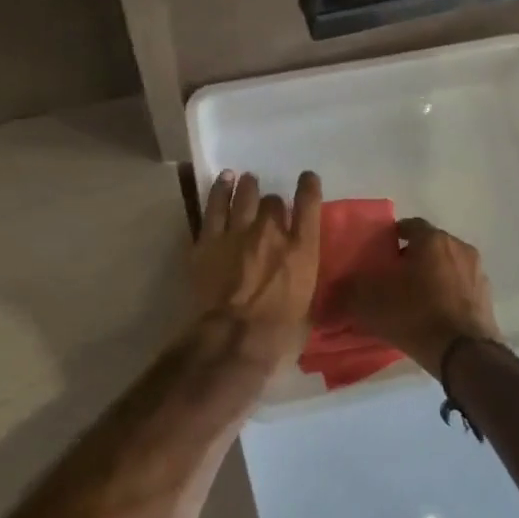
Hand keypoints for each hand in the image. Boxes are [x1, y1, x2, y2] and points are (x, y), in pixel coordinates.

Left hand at [189, 170, 322, 371]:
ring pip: (244, 196)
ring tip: (246, 180)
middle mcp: (272, 232)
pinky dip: (220, 191)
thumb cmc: (279, 333)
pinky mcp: (209, 240)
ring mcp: (238, 233)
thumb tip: (300, 276)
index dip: (308, 187)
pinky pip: (215, 207)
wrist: (234, 338)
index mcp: (302, 250)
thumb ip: (304, 280)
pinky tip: (223, 181)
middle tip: (269, 206)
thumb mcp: (307, 305)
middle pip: (273, 201)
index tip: (307, 178)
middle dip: (273, 203)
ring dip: (246, 187)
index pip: (309, 205)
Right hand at [329, 217, 500, 376]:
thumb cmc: (415, 314)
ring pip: (447, 265)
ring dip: (432, 275)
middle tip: (393, 277)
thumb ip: (347, 293)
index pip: (408, 225)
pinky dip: (447, 294)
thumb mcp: (370, 303)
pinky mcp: (487, 296)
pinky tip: (434, 314)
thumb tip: (326, 295)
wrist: (464, 353)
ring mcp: (477, 272)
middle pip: (429, 245)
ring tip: (414, 298)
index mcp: (432, 239)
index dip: (392, 237)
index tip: (379, 254)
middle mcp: (458, 247)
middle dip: (412, 257)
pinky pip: (460, 287)